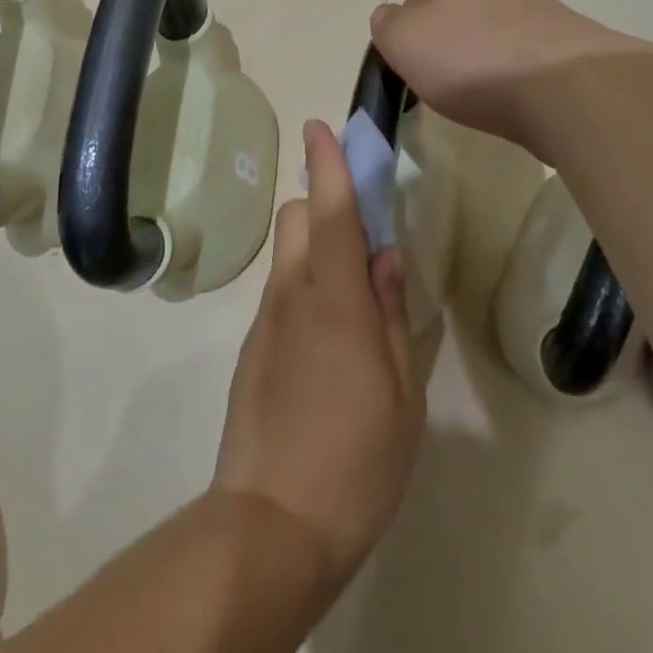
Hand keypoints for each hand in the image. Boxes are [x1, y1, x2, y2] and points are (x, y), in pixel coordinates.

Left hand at [213, 122, 425, 590]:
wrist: (269, 525)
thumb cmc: (356, 461)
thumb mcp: (401, 392)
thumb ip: (391, 312)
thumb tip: (385, 255)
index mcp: (334, 298)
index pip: (331, 210)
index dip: (327, 163)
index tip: (321, 126)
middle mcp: (292, 295)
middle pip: (298, 218)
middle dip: (325, 204)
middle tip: (364, 235)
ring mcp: (265, 321)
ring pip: (288, 255)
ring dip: (317, 247)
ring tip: (355, 295)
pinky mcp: (252, 349)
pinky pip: (281, 293)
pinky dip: (305, 286)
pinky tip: (330, 340)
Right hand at [369, 0, 652, 159]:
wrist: (566, 91)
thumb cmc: (472, 58)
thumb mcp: (403, 40)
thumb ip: (385, 26)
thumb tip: (388, 17)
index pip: (417, 0)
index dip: (407, 37)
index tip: (411, 69)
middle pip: (456, 21)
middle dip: (445, 53)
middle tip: (440, 87)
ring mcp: (542, 13)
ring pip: (489, 44)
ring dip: (479, 70)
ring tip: (479, 101)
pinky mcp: (567, 50)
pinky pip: (522, 66)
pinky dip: (511, 85)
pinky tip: (511, 105)